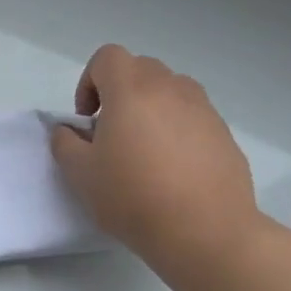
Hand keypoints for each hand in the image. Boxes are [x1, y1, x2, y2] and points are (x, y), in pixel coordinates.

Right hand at [51, 45, 261, 284]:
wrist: (205, 233)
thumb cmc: (134, 197)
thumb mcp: (80, 174)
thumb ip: (65, 142)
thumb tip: (69, 130)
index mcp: (132, 91)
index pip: (108, 57)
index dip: (89, 81)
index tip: (88, 118)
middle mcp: (171, 89)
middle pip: (140, 69)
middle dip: (120, 92)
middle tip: (112, 132)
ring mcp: (204, 110)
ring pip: (170, 91)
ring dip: (151, 108)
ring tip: (145, 150)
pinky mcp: (225, 135)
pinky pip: (193, 117)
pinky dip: (178, 130)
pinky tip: (173, 171)